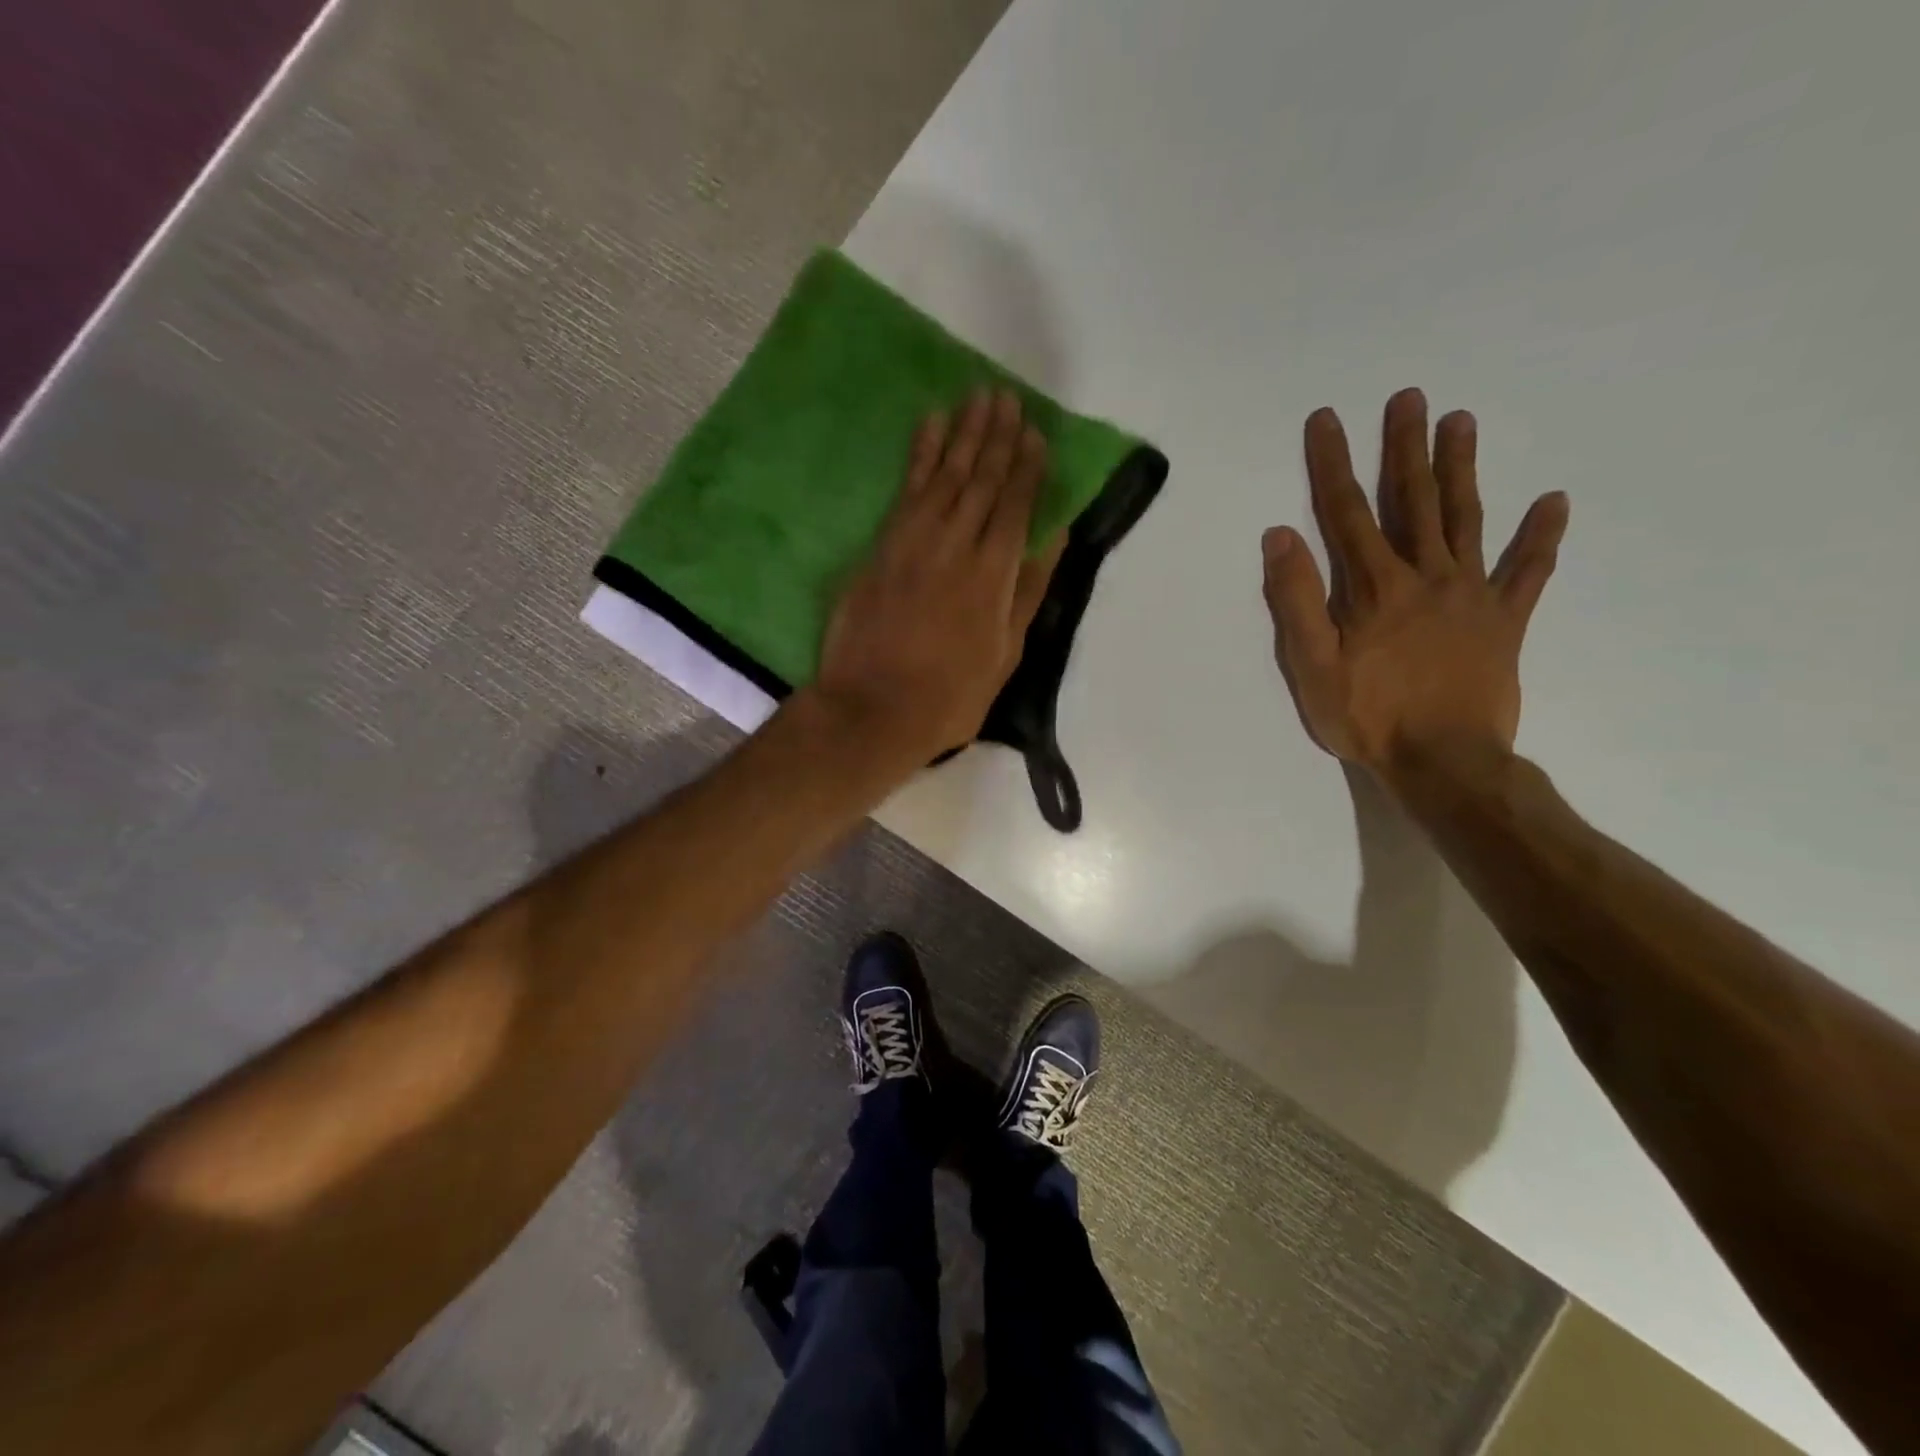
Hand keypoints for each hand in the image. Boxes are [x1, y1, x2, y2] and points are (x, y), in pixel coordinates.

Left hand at [813, 388, 1065, 764]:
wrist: (872, 709)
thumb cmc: (949, 695)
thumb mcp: (1005, 654)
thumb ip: (1029, 591)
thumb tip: (1055, 538)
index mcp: (992, 575)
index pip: (1014, 506)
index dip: (1026, 467)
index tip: (1035, 433)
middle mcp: (955, 545)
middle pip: (980, 480)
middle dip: (996, 437)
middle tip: (1006, 397)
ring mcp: (913, 542)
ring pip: (944, 475)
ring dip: (962, 434)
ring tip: (977, 398)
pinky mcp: (880, 546)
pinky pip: (904, 489)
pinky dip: (919, 454)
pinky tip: (929, 426)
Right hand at [1261, 388, 1569, 790]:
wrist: (1445, 762)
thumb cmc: (1368, 717)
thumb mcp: (1311, 666)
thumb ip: (1296, 600)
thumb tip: (1281, 535)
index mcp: (1375, 588)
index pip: (1347, 512)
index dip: (1333, 463)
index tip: (1327, 419)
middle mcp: (1426, 576)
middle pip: (1413, 501)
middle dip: (1406, 447)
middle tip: (1409, 396)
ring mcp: (1472, 595)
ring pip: (1467, 519)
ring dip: (1461, 469)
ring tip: (1461, 422)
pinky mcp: (1506, 621)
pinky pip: (1528, 572)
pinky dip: (1541, 537)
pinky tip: (1553, 502)